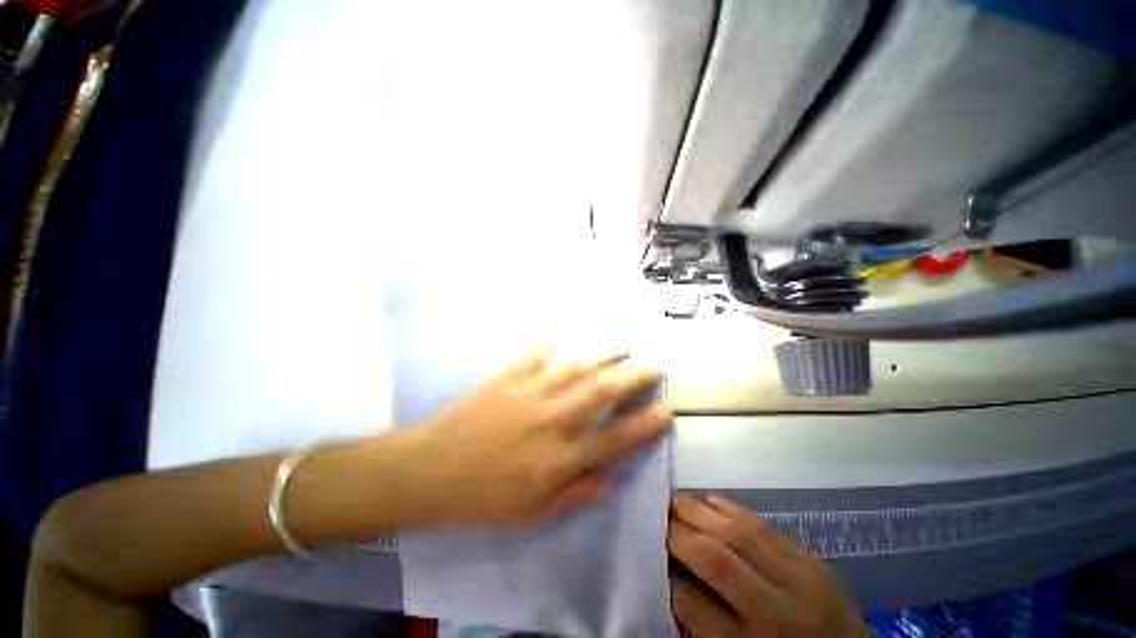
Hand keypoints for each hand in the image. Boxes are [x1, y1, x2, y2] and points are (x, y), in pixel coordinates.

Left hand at [400, 347, 670, 525]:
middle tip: (653, 365)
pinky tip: (561, 333)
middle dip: (632, 378)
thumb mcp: (530, 512)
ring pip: (574, 368)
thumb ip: (573, 495)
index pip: (614, 439)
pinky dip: (549, 343)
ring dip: (601, 356)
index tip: (665, 409)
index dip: (644, 425)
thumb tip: (610, 483)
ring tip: (622, 347)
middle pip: (601, 393)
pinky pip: (533, 355)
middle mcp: (551, 419)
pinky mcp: (507, 378)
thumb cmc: (480, 498)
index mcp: (558, 457)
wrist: (428, 471)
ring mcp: (529, 393)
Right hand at [668, 494, 869, 636]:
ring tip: (674, 500)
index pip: (692, 604)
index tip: (649, 554)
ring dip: (699, 512)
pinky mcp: (812, 561)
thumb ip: (702, 629)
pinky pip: (764, 526)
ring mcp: (801, 582)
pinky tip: (709, 499)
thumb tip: (668, 584)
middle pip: (716, 559)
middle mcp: (777, 615)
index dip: (664, 575)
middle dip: (678, 532)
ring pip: (738, 534)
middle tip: (656, 515)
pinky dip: (731, 508)